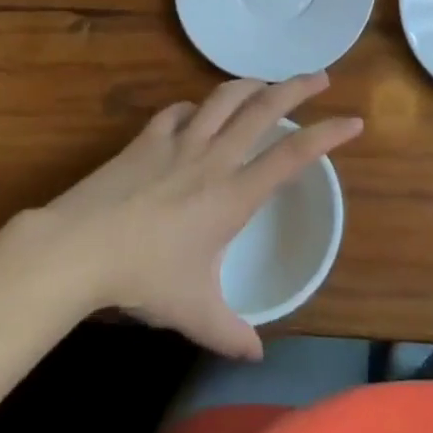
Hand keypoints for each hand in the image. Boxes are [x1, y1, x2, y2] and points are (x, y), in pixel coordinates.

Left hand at [8, 76, 361, 359]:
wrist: (79, 247)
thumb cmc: (143, 277)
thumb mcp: (193, 312)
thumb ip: (229, 332)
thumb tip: (257, 356)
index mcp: (233, 195)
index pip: (292, 156)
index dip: (328, 135)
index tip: (354, 122)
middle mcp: (214, 158)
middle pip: (264, 109)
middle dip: (298, 88)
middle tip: (322, 77)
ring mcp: (179, 141)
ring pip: (224, 97)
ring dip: (251, 85)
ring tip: (266, 83)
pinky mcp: (148, 138)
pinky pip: (179, 111)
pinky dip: (195, 107)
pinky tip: (196, 113)